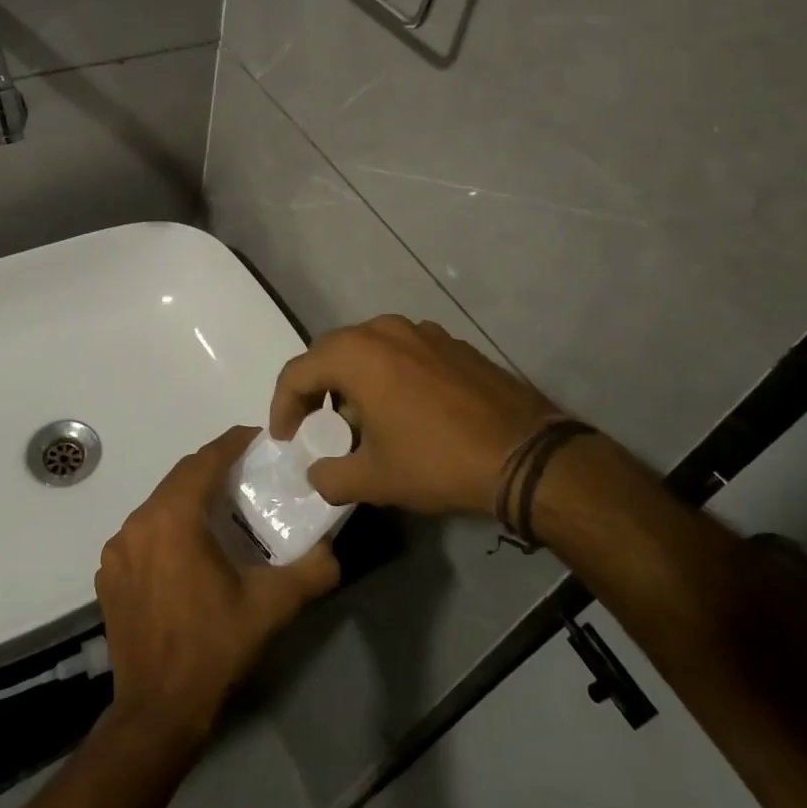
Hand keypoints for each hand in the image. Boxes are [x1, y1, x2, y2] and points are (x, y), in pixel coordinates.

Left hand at [95, 427, 339, 744]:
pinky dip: (167, 527)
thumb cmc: (215, 648)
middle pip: (180, 477)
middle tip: (247, 474)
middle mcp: (138, 522)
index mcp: (173, 518)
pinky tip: (189, 551)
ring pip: (160, 504)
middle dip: (214, 468)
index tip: (259, 439)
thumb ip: (311, 570)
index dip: (233, 443)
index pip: (205, 460)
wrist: (158, 713)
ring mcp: (117, 550)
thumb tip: (333, 549)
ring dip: (190, 498)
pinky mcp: (109, 575)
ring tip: (222, 511)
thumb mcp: (272, 606)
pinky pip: (142, 533)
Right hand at [271, 316, 558, 515]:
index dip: (282, 407)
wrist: (523, 453)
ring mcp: (421, 331)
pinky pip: (402, 352)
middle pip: (330, 354)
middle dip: (316, 390)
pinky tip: (403, 411)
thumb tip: (316, 474)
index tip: (285, 440)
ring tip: (360, 422)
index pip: (297, 372)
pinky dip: (387, 375)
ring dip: (352, 381)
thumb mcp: (374, 479)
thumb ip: (330, 476)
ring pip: (368, 350)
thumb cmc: (436, 460)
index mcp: (356, 353)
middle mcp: (383, 329)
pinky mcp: (450, 342)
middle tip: (316, 428)